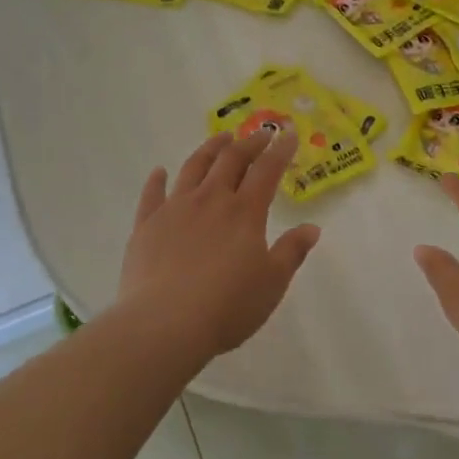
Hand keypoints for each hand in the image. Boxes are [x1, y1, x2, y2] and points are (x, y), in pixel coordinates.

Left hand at [114, 129, 321, 360]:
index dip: (280, 150)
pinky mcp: (146, 225)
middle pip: (231, 160)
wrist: (164, 324)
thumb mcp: (272, 283)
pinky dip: (157, 180)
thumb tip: (312, 228)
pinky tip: (160, 171)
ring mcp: (175, 209)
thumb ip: (292, 252)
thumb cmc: (227, 306)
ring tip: (221, 138)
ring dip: (210, 149)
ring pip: (194, 168)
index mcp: (245, 212)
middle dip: (249, 143)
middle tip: (260, 134)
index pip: (267, 171)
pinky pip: (152, 194)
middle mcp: (211, 200)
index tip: (288, 135)